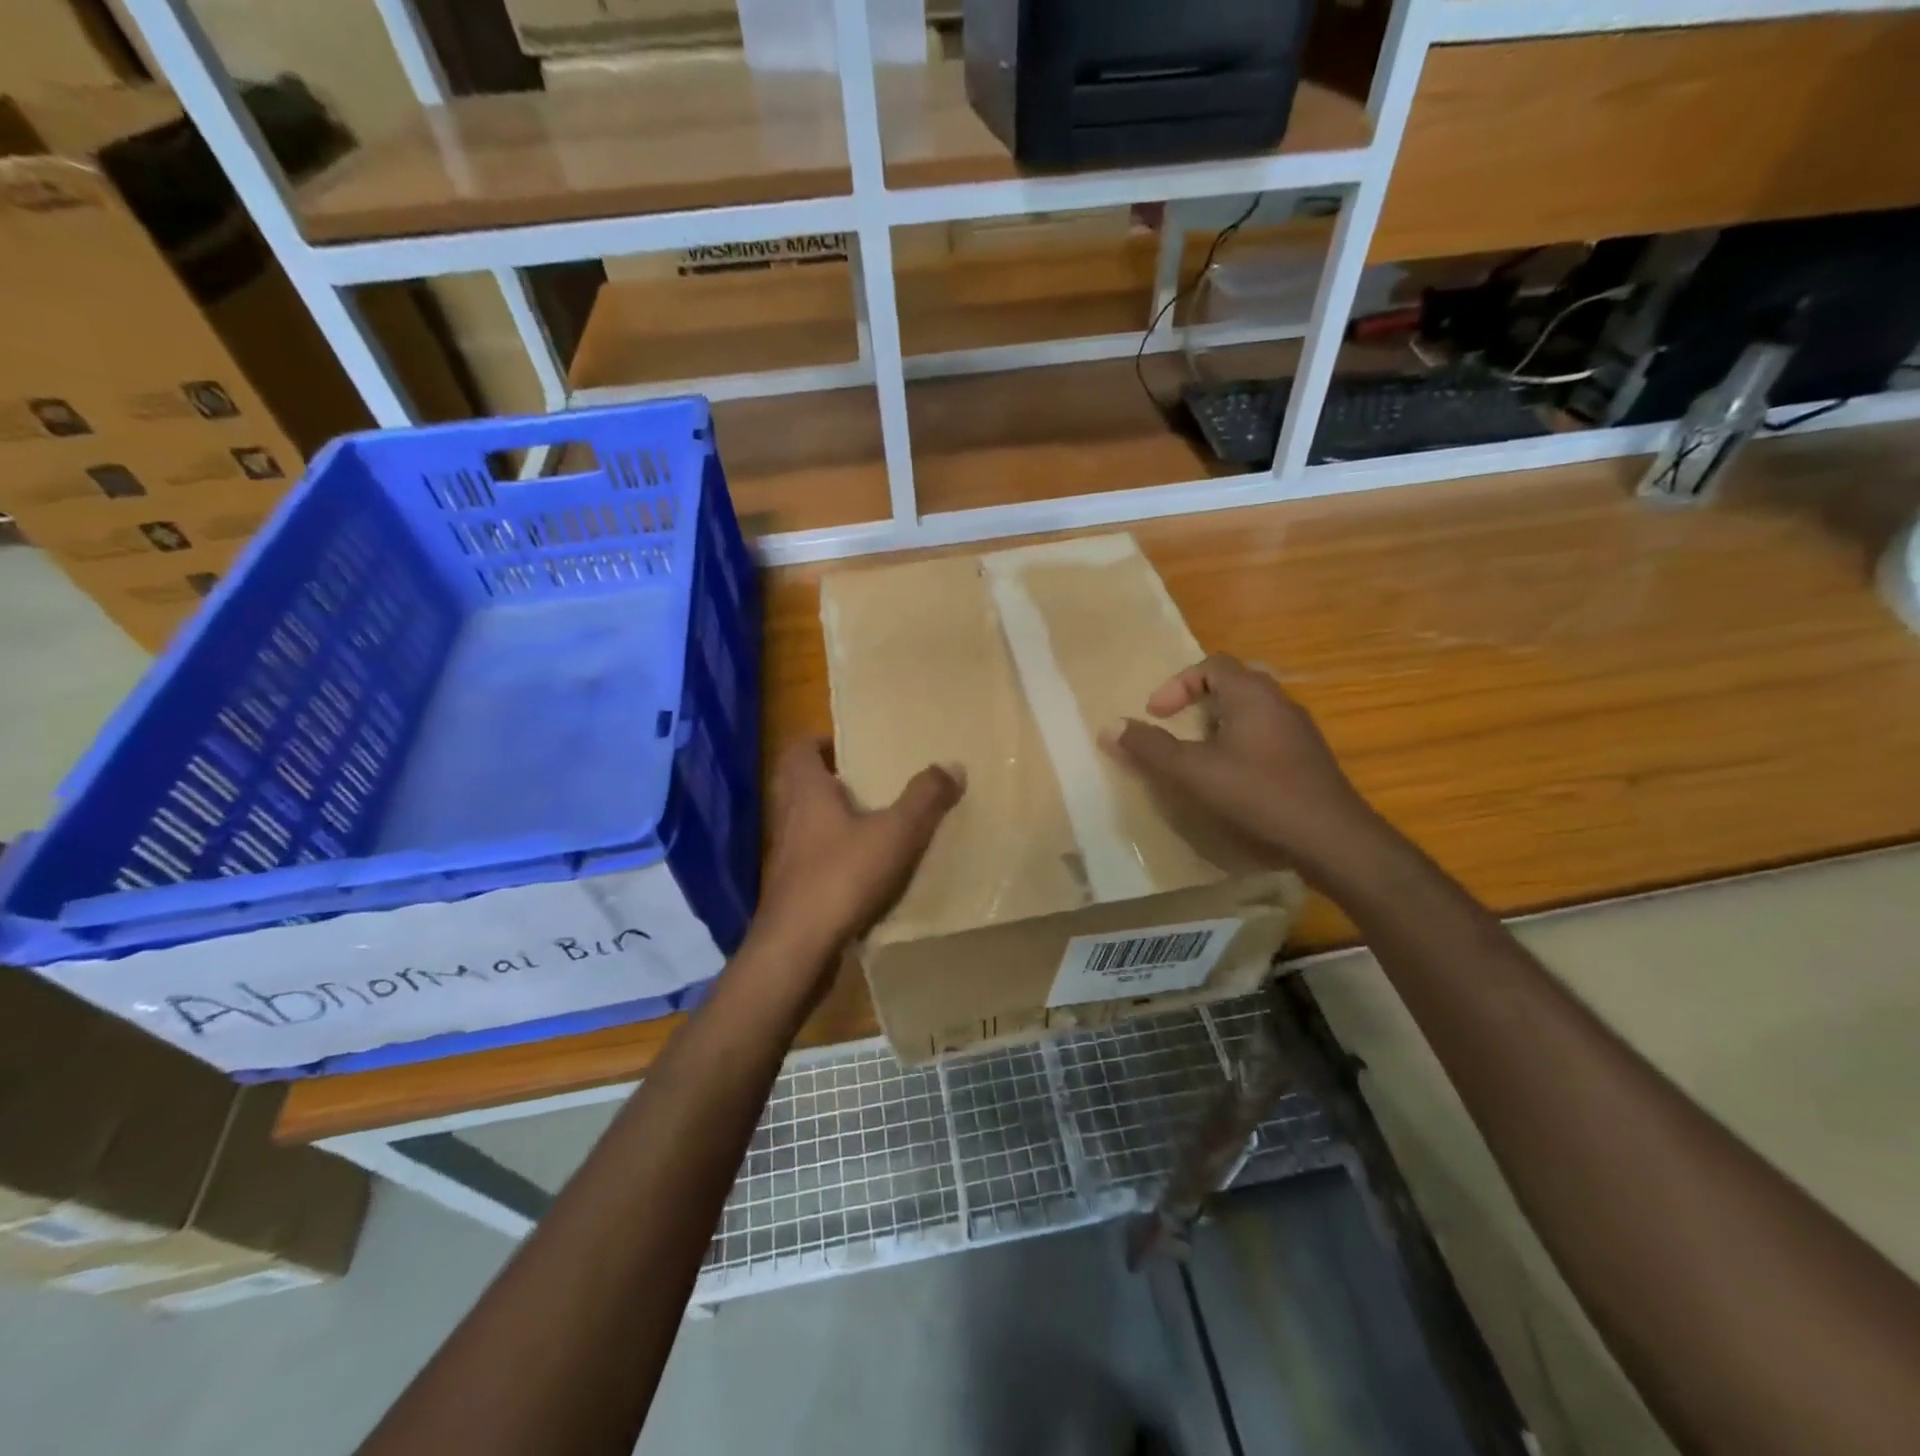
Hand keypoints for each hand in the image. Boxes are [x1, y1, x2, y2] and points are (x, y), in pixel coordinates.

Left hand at [751, 739, 964, 968]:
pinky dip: (833, 854)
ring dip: (831, 818)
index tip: (851, 746)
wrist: (797, 949)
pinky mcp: (791, 889)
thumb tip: (952, 764)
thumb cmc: (842, 877)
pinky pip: (811, 858)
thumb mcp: (896, 833)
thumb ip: (925, 798)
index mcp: (806, 792)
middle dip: (829, 779)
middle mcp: (788, 817)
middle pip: (800, 785)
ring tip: (872, 822)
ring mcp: (785, 856)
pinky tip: (864, 869)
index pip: (799, 750)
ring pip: (805, 823)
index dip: (821, 742)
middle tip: (866, 781)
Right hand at [1100, 654, 1386, 883]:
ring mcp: (1299, 730)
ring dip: (1218, 725)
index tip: (1157, 714)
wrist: (1332, 838)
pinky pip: (1265, 735)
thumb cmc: (1258, 794)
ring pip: (1250, 711)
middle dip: (1197, 702)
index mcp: (1252, 694)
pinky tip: (1232, 779)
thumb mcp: (1193, 771)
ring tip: (1197, 755)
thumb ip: (1150, 748)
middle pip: (1232, 684)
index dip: (1177, 684)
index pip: (1211, 664)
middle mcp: (1279, 702)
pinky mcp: (1308, 758)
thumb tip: (1110, 727)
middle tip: (1175, 728)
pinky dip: (1239, 744)